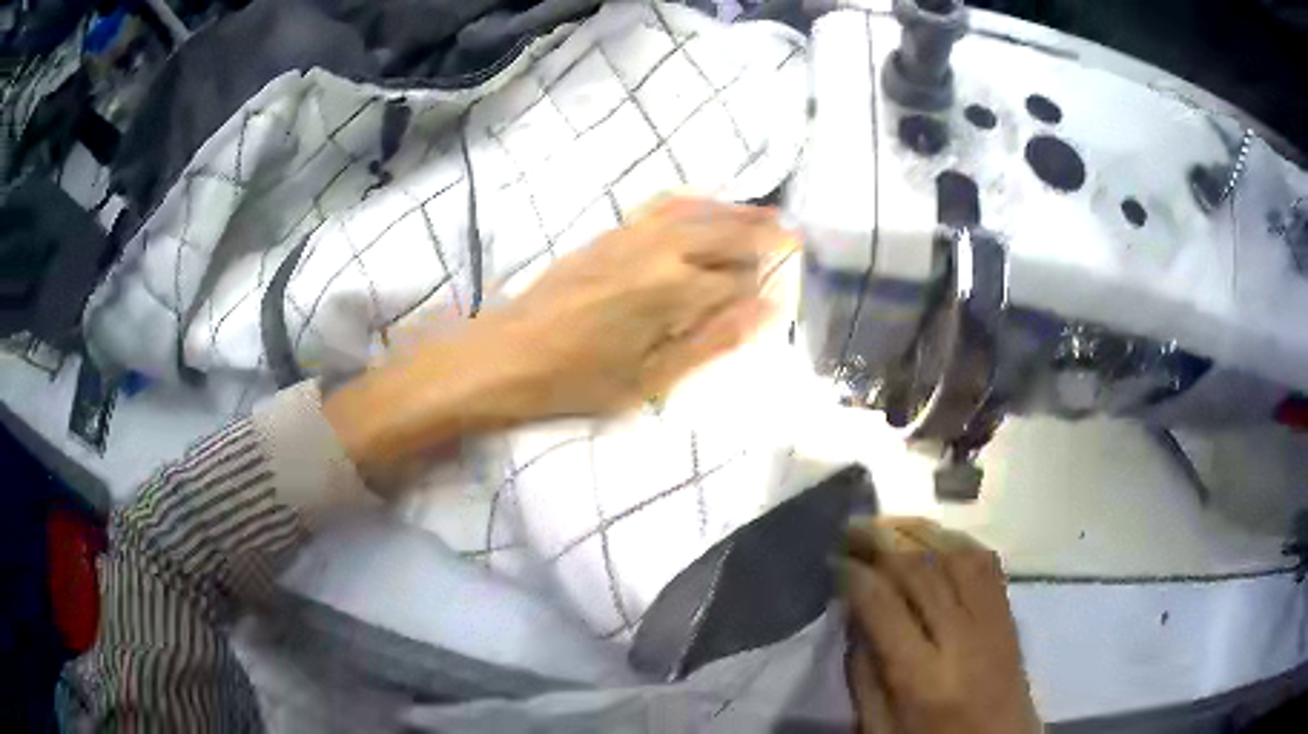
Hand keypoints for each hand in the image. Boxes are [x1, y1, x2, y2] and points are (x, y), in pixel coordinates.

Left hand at [478, 195, 793, 416]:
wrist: (506, 355)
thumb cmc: (578, 380)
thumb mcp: (651, 379)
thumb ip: (714, 342)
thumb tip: (767, 311)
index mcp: (674, 289)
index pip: (738, 276)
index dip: (765, 281)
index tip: (786, 284)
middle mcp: (659, 249)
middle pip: (725, 232)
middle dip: (762, 233)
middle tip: (792, 235)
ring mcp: (631, 234)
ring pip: (697, 211)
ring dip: (734, 211)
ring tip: (764, 214)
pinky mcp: (609, 233)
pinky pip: (662, 204)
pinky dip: (694, 200)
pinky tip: (704, 203)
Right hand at [838, 518, 1040, 733]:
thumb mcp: (879, 727)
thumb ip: (863, 673)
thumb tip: (853, 613)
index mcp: (922, 677)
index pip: (885, 606)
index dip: (854, 575)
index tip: (832, 559)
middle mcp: (962, 639)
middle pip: (922, 571)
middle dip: (881, 539)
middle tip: (850, 527)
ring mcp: (992, 620)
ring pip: (957, 555)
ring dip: (918, 531)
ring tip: (885, 523)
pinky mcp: (1009, 613)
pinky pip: (985, 561)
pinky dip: (955, 540)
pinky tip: (933, 536)